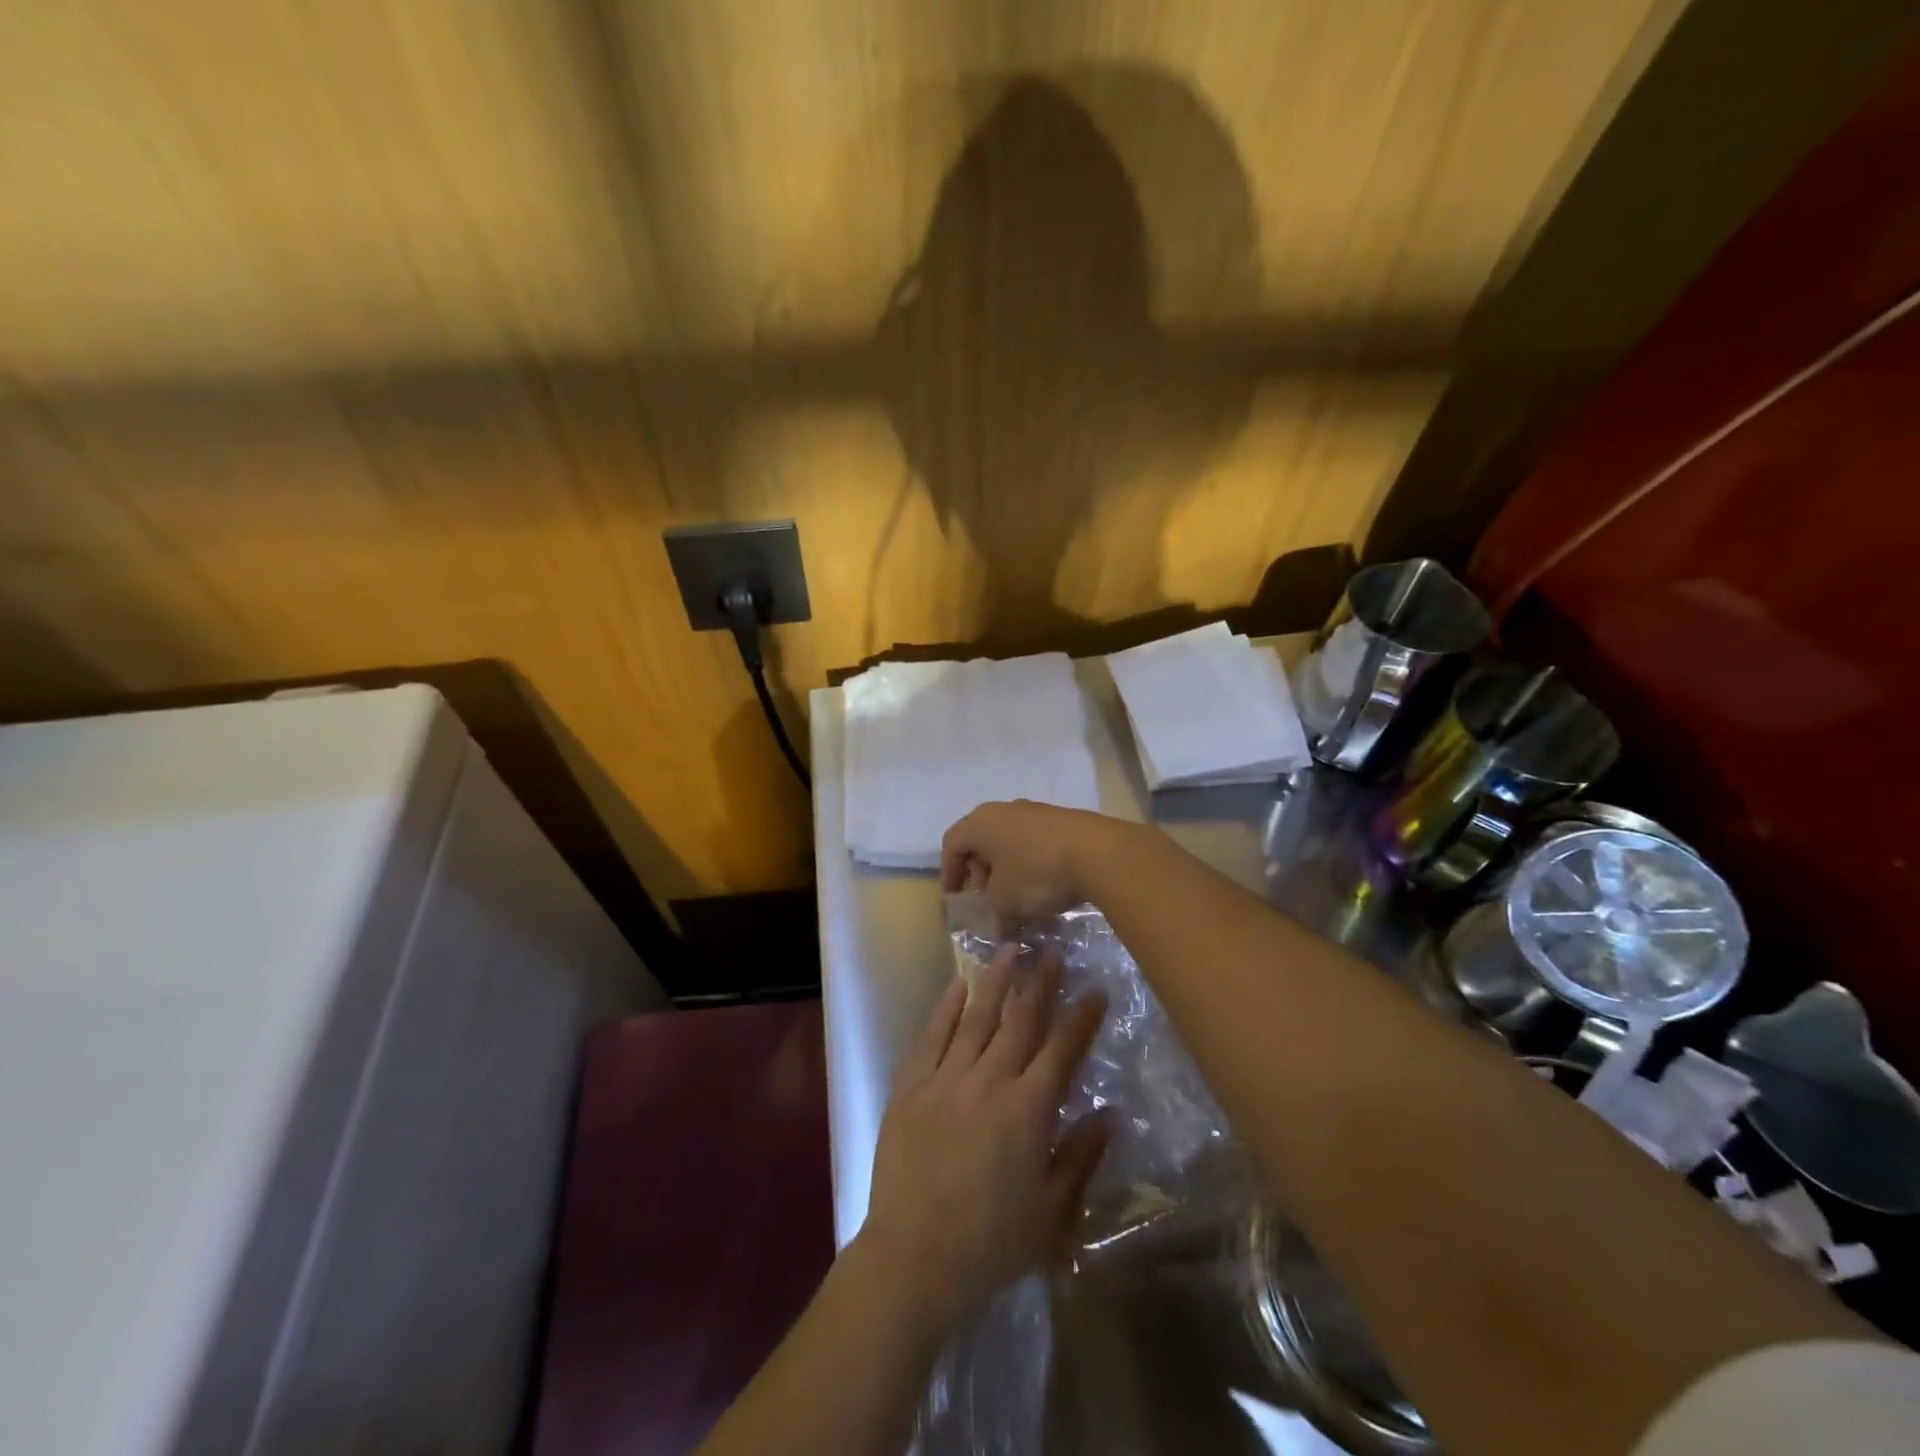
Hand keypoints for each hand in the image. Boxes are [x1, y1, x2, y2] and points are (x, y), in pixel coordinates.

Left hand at [858, 946, 1109, 1326]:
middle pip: (1020, 1021)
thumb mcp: (1052, 1212)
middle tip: (1052, 952)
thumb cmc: (991, 1242)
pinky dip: (946, 1006)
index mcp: (1028, 1110)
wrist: (914, 1257)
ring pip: (976, 1016)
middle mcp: (990, 1081)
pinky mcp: (911, 1085)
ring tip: (1009, 949)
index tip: (1095, 989)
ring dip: (995, 981)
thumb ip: (1081, 1157)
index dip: (1081, 1017)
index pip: (1062, 1050)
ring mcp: (946, 1078)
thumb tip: (1111, 1114)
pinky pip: (932, 1035)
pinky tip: (957, 985)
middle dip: (1040, 984)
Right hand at [941, 800, 1129, 924]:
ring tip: (1019, 897)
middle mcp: (1004, 810)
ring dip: (1008, 869)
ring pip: (1010, 841)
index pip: (952, 844)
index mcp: (980, 823)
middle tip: (988, 899)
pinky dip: (1031, 863)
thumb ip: (994, 915)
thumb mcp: (1005, 903)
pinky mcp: (1063, 820)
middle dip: (981, 871)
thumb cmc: (1036, 874)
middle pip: (981, 840)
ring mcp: (1036, 812)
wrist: (1097, 852)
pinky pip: (1035, 842)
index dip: (949, 872)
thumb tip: (1000, 928)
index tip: (955, 896)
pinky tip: (1045, 887)